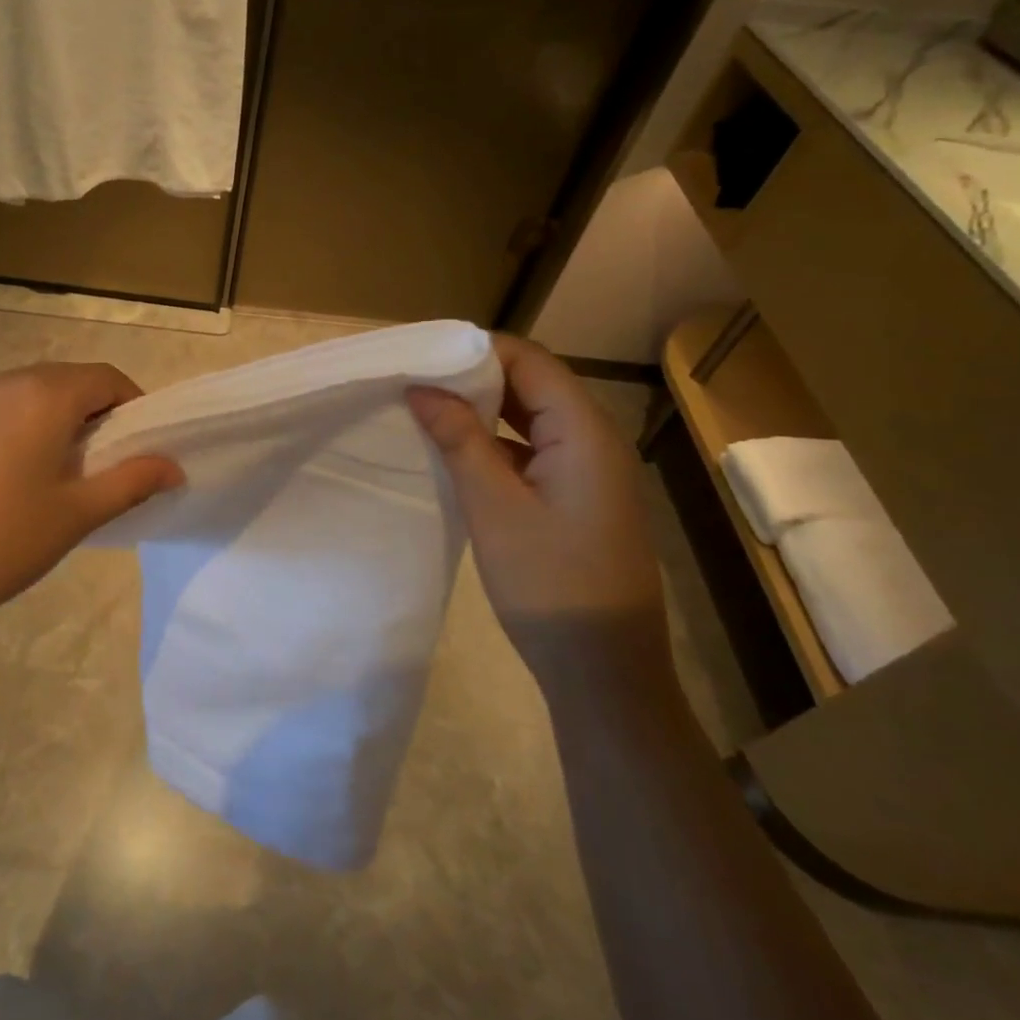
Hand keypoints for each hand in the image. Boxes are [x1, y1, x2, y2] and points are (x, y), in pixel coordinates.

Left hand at [0, 363, 181, 655]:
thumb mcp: (77, 515)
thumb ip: (132, 482)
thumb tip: (174, 466)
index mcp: (43, 397)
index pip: (104, 378)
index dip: (132, 404)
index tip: (138, 444)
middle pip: (61, 382)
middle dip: (90, 412)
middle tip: (97, 463)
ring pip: (18, 397)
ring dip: (45, 421)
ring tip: (45, 476)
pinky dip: (4, 433)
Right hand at [407, 335, 664, 681]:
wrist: (603, 669)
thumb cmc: (549, 582)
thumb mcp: (494, 507)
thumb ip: (460, 439)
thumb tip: (422, 388)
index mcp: (585, 432)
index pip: (530, 361)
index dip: (476, 351)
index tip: (422, 357)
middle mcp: (595, 440)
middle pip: (534, 384)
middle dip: (475, 377)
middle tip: (416, 381)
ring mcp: (590, 471)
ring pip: (533, 418)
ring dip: (484, 410)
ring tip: (428, 409)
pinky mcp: (579, 497)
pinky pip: (536, 450)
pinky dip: (497, 443)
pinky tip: (459, 452)